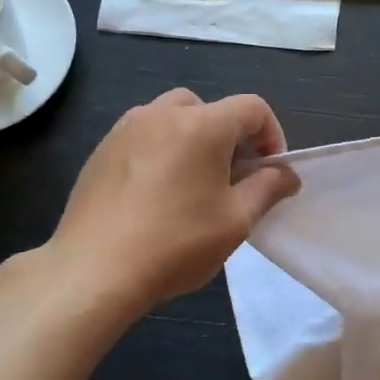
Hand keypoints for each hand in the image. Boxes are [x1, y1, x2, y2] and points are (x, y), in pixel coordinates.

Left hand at [44, 89, 300, 315]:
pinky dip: (161, 151)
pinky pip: (144, 136)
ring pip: (174, 118)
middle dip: (230, 137)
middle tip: (231, 180)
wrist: (92, 271)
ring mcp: (127, 128)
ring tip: (192, 186)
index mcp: (203, 124)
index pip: (253, 108)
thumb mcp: (236, 221)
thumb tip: (287, 174)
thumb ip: (268, 188)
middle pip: (211, 109)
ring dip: (194, 141)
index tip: (270, 173)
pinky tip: (154, 195)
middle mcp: (163, 113)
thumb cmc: (175, 243)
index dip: (272, 136)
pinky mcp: (101, 150)